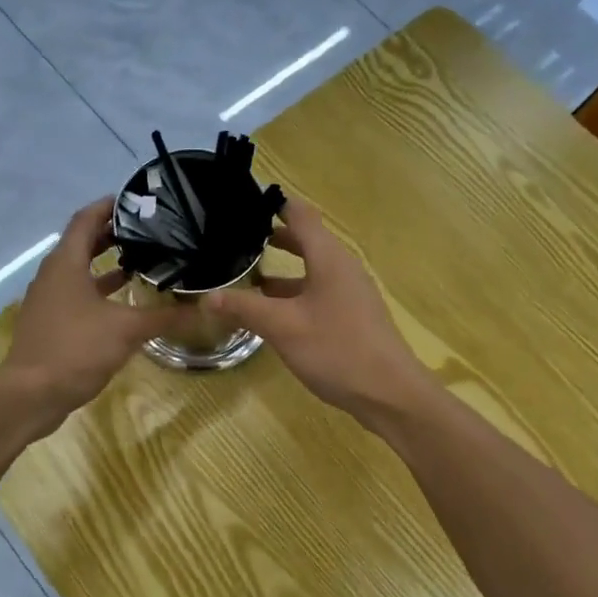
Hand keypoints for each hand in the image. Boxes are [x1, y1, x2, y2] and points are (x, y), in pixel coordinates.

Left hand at [0, 199, 182, 426]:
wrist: (31, 395)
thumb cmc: (76, 349)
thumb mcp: (127, 330)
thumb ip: (166, 317)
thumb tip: (206, 309)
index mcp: (66, 263)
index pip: (86, 219)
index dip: (109, 206)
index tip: (137, 201)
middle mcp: (53, 275)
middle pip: (82, 243)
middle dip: (112, 234)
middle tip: (148, 231)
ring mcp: (49, 300)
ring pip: (80, 271)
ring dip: (106, 264)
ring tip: (142, 261)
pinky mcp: (50, 323)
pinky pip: (77, 294)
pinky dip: (99, 291)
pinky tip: (124, 303)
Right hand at [206, 199, 432, 423]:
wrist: (390, 393)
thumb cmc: (336, 350)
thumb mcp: (283, 328)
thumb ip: (245, 308)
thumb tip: (207, 296)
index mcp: (329, 258)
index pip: (301, 215)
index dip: (275, 204)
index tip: (245, 202)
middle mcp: (343, 268)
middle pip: (307, 241)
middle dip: (274, 238)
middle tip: (238, 239)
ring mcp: (351, 293)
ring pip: (312, 270)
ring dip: (283, 271)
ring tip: (248, 276)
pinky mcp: (353, 316)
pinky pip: (319, 293)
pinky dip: (295, 293)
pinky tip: (274, 313)